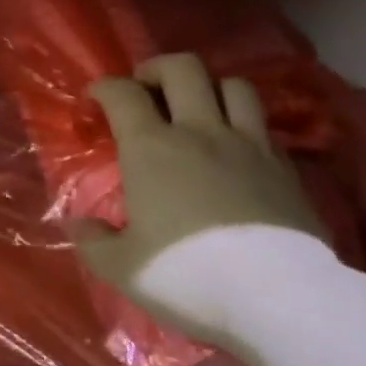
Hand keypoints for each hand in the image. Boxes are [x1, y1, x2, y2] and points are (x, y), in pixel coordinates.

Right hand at [74, 54, 326, 331]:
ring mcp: (248, 144)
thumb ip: (95, 242)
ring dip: (210, 88)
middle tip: (147, 89)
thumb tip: (79, 224)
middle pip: (182, 68)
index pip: (123, 93)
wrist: (278, 297)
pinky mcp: (286, 166)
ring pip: (233, 85)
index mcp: (152, 148)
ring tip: (199, 109)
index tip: (97, 97)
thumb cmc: (189, 275)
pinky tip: (237, 149)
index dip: (105, 87)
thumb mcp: (124, 269)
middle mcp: (199, 131)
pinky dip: (244, 125)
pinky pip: (263, 125)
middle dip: (158, 69)